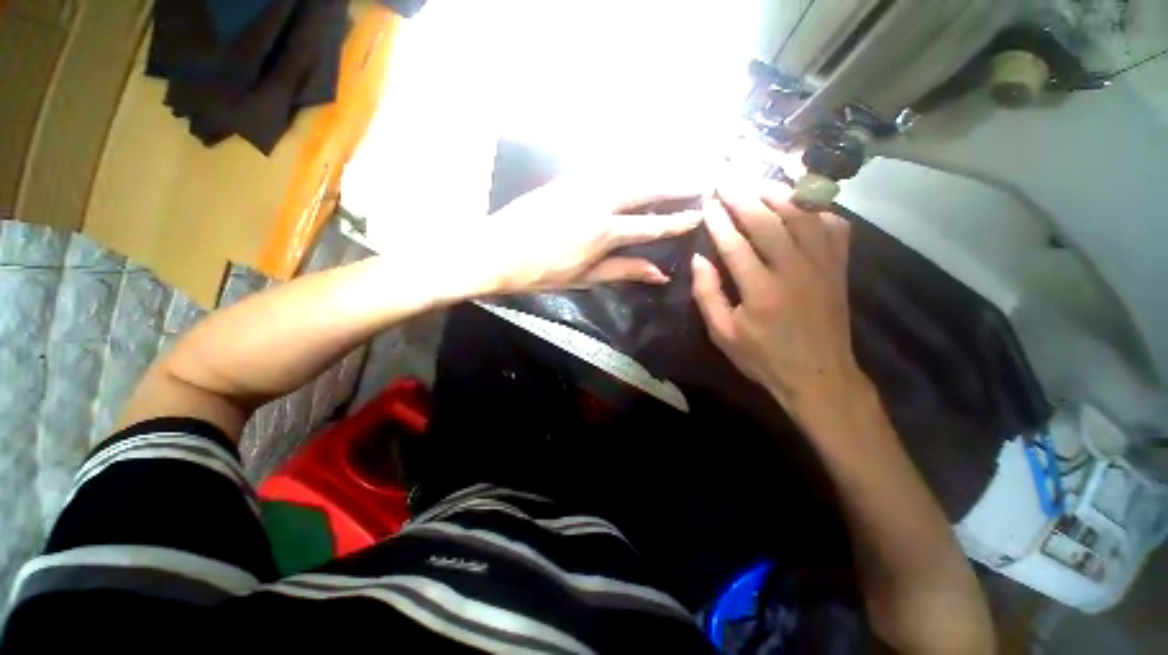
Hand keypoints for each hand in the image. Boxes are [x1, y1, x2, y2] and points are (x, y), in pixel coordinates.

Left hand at [473, 175, 702, 292]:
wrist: (495, 251)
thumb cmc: (539, 273)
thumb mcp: (584, 279)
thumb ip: (624, 271)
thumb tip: (660, 274)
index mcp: (602, 233)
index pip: (650, 225)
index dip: (676, 221)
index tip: (700, 213)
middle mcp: (597, 201)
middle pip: (646, 187)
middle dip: (677, 182)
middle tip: (704, 176)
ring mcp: (580, 184)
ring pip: (628, 170)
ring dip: (657, 167)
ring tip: (680, 167)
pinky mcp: (567, 177)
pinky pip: (607, 166)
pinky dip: (629, 165)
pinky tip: (639, 164)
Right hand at [691, 183, 868, 420]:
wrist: (819, 375)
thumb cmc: (763, 357)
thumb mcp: (722, 334)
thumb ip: (707, 295)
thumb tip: (699, 259)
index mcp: (761, 291)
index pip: (736, 244)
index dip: (719, 221)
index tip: (707, 202)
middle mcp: (794, 270)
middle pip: (768, 221)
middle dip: (743, 197)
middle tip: (727, 179)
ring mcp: (822, 265)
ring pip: (802, 216)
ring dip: (777, 194)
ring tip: (756, 182)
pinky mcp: (838, 267)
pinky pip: (832, 226)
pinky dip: (816, 209)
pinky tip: (799, 204)